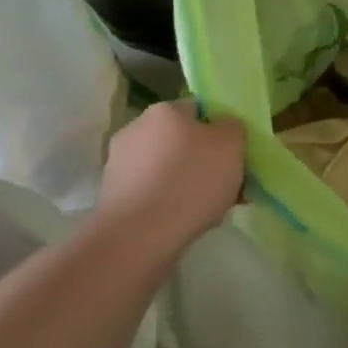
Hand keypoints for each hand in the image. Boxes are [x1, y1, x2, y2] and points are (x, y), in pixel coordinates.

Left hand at [97, 101, 245, 253]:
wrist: (138, 238)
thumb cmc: (190, 182)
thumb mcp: (231, 145)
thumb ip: (232, 128)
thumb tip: (224, 128)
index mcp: (164, 110)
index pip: (200, 110)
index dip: (220, 132)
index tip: (234, 158)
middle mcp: (137, 128)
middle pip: (181, 140)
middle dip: (202, 160)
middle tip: (225, 187)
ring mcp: (120, 162)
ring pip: (166, 168)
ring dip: (185, 183)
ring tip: (207, 211)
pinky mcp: (113, 194)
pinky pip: (151, 192)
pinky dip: (167, 203)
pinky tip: (181, 223)